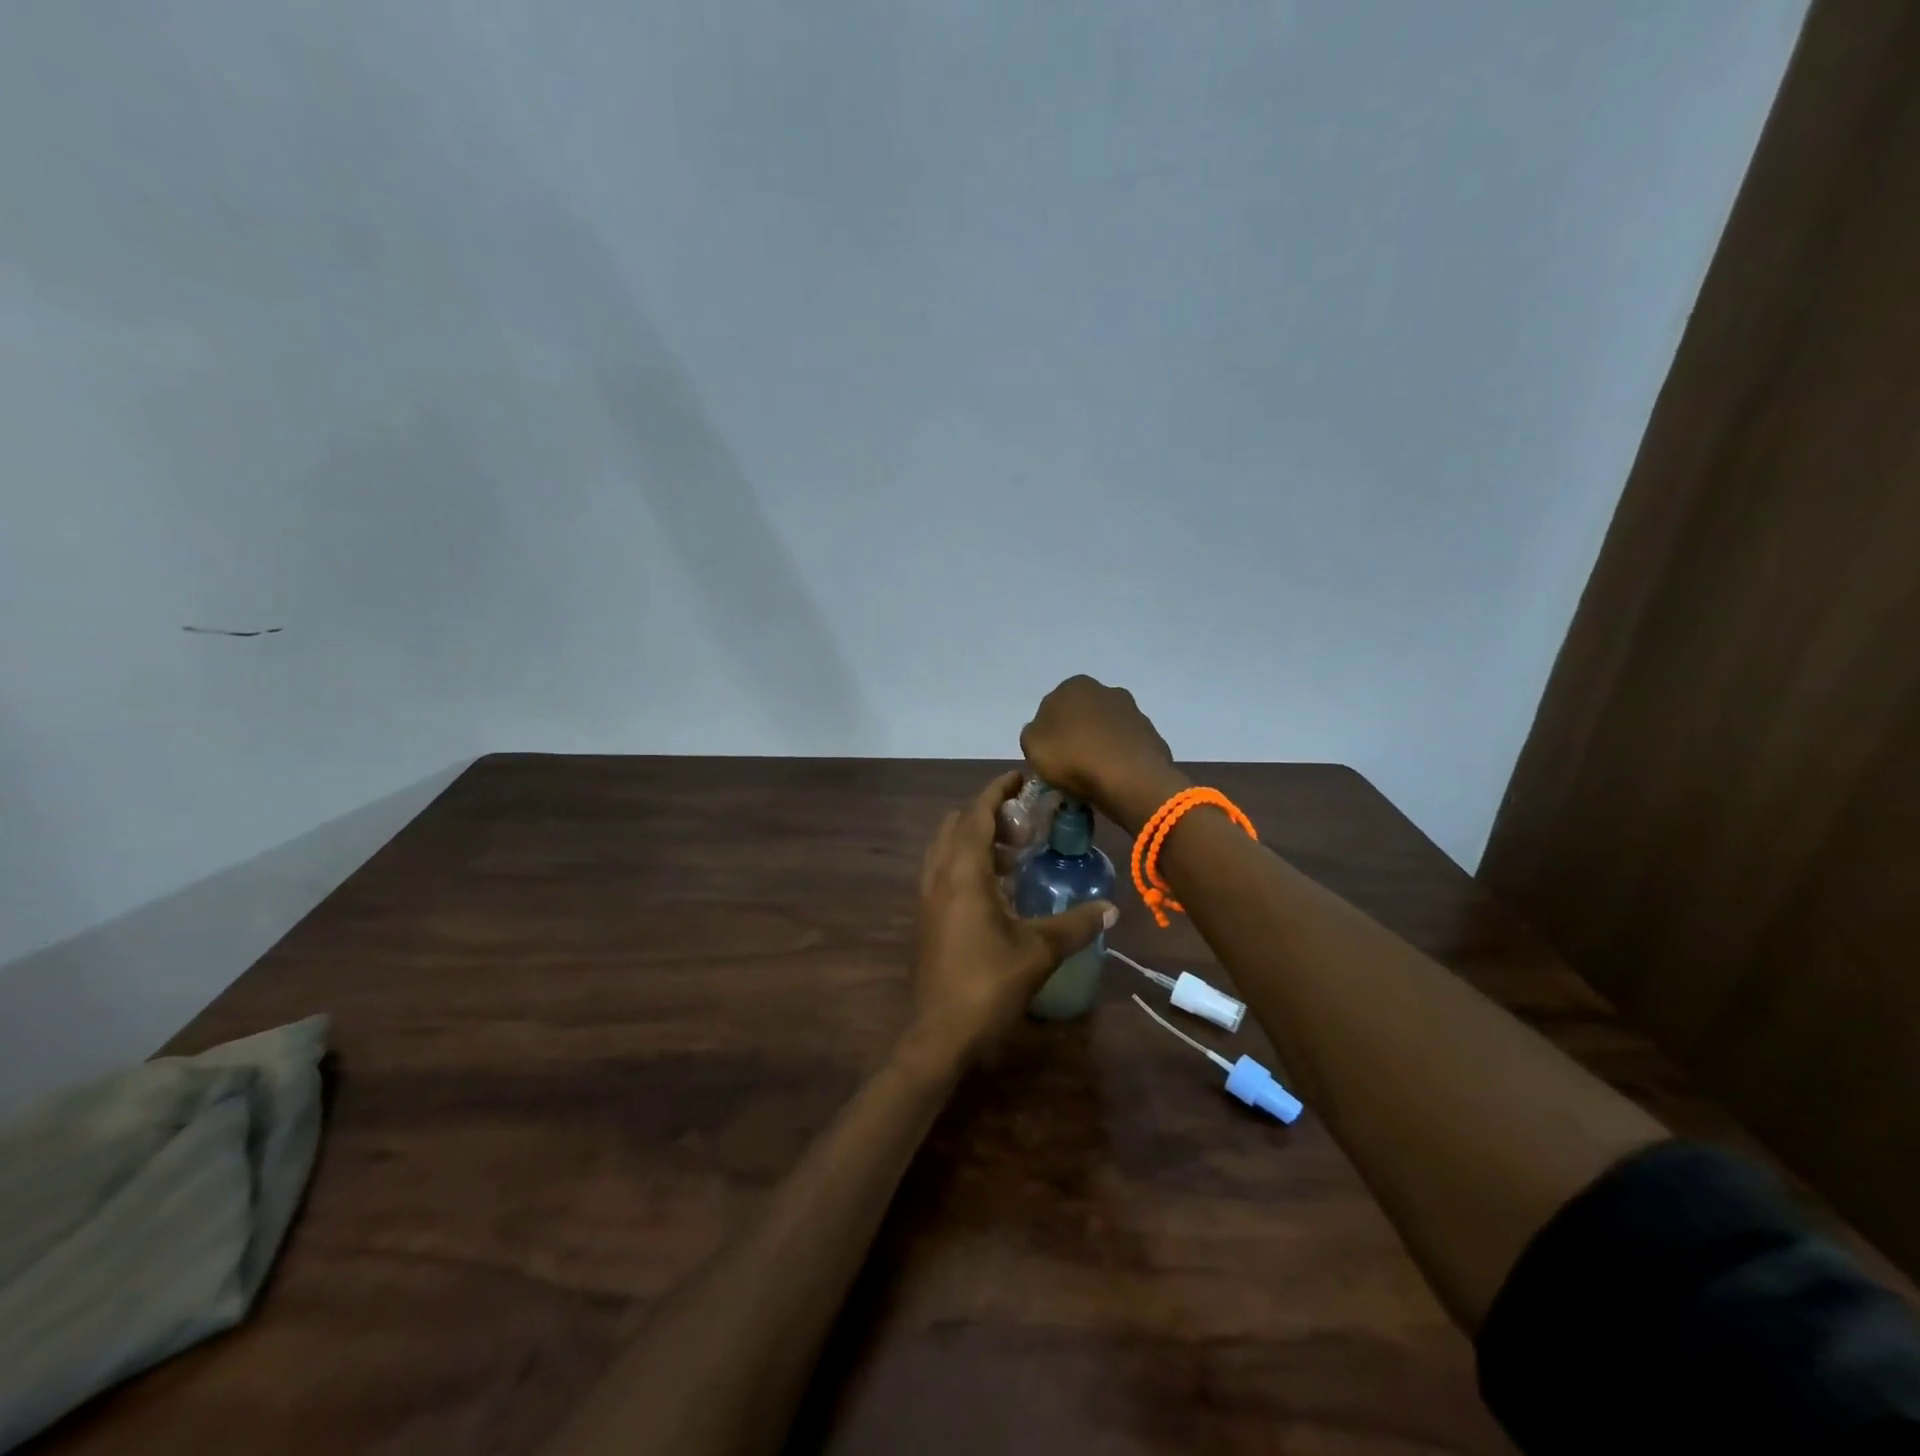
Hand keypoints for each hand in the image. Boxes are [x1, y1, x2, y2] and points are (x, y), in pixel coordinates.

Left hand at [902, 771, 1115, 1070]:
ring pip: (947, 846)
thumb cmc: (988, 984)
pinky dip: (967, 860)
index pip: (977, 813)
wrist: (939, 1033)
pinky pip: (944, 869)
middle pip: (957, 823)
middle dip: (987, 811)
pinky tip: (997, 886)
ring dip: (976, 837)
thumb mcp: (1039, 951)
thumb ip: (1076, 925)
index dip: (998, 790)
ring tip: (1015, 850)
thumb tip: (1111, 908)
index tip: (1022, 778)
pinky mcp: (927, 915)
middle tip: (1024, 819)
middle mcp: (939, 874)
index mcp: (962, 872)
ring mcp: (928, 896)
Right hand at [1021, 676, 1188, 833]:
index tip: (1048, 756)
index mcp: (1074, 686)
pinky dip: (1119, 759)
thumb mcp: (1031, 745)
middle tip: (1069, 765)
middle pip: (1082, 716)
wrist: (1129, 778)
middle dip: (1076, 735)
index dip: (1048, 733)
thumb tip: (1045, 733)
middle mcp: (1106, 690)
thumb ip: (1033, 733)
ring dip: (1100, 746)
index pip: (1052, 707)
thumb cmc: (1072, 756)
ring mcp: (1133, 711)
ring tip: (1093, 776)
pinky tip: (1114, 778)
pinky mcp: (1151, 735)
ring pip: (1106, 730)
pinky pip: (1126, 747)